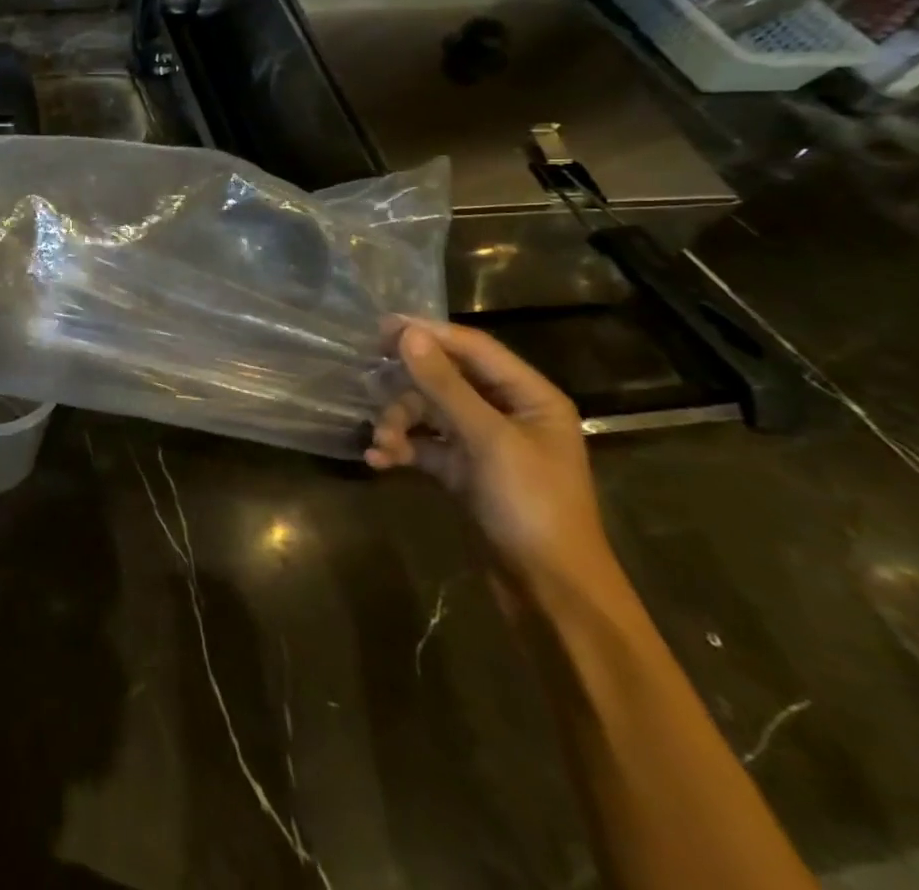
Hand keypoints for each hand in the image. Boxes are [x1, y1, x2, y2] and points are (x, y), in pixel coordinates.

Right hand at [366, 319, 616, 601]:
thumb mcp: (488, 440)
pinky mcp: (463, 471)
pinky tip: (380, 460)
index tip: (380, 327)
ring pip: (428, 413)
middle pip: (445, 380)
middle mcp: (507, 413)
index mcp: (529, 397)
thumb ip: (445, 385)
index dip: (429, 334)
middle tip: (368, 378)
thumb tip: (407, 334)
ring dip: (399, 423)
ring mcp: (484, 443)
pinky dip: (402, 449)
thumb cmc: (532, 505)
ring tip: (381, 442)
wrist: (550, 592)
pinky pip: (424, 445)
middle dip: (407, 387)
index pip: (473, 348)